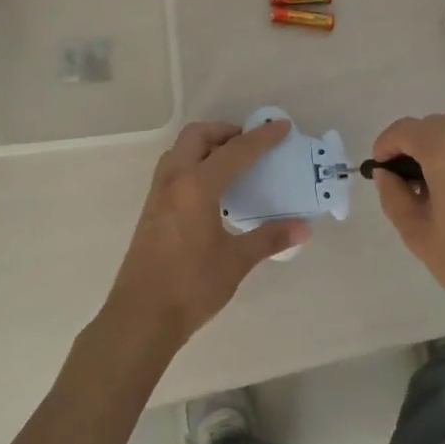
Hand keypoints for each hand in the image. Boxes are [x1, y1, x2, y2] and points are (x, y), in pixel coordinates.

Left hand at [100, 120, 310, 353]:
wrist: (141, 316)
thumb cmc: (191, 286)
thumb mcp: (235, 261)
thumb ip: (269, 238)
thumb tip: (304, 228)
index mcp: (196, 186)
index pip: (235, 151)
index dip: (261, 138)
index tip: (282, 127)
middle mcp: (174, 180)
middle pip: (198, 136)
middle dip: (226, 132)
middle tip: (251, 145)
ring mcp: (158, 194)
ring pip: (180, 150)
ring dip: (206, 145)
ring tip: (232, 163)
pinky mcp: (151, 209)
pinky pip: (173, 169)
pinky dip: (194, 163)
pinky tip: (211, 190)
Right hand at [370, 115, 444, 347]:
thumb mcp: (418, 234)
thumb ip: (394, 196)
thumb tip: (388, 175)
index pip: (404, 130)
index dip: (386, 147)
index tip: (380, 171)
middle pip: (433, 127)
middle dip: (414, 148)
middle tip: (408, 186)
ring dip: (442, 153)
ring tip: (439, 194)